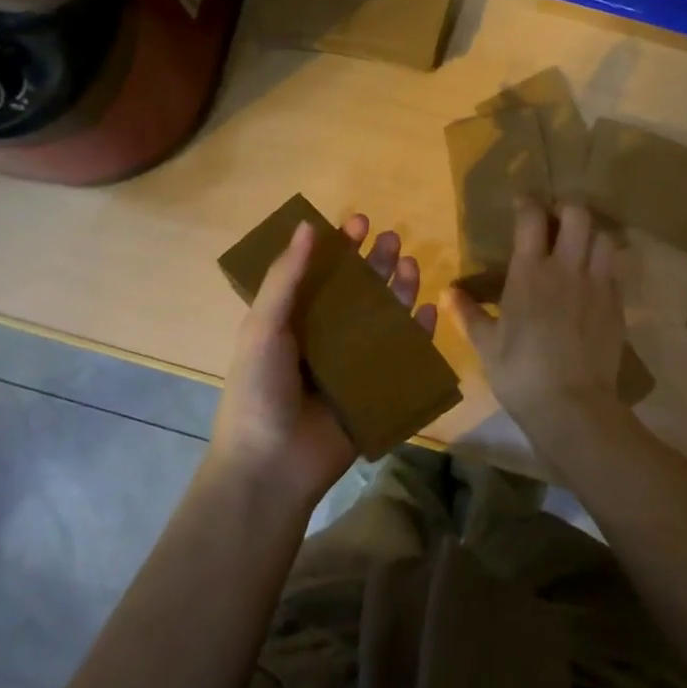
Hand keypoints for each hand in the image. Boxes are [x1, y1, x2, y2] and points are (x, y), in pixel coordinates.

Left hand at [210, 213, 437, 509]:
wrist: (271, 466)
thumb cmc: (259, 390)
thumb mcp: (263, 327)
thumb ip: (286, 278)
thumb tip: (308, 225)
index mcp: (296, 320)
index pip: (324, 274)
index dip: (341, 246)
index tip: (359, 221)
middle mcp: (327, 337)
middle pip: (359, 291)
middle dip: (376, 263)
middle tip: (392, 239)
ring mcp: (354, 364)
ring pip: (384, 318)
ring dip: (399, 290)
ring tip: (412, 265)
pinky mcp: (377, 390)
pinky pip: (403, 356)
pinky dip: (417, 334)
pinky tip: (426, 311)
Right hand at [444, 199, 629, 454]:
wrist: (573, 407)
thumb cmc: (521, 373)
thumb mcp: (486, 345)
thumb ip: (467, 313)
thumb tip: (448, 292)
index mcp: (530, 272)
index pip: (532, 218)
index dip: (527, 203)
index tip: (521, 204)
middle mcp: (566, 268)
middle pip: (577, 215)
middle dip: (566, 209)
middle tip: (555, 222)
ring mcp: (597, 285)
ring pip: (603, 238)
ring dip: (590, 234)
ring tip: (578, 246)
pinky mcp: (617, 305)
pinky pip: (614, 271)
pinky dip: (603, 266)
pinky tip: (592, 281)